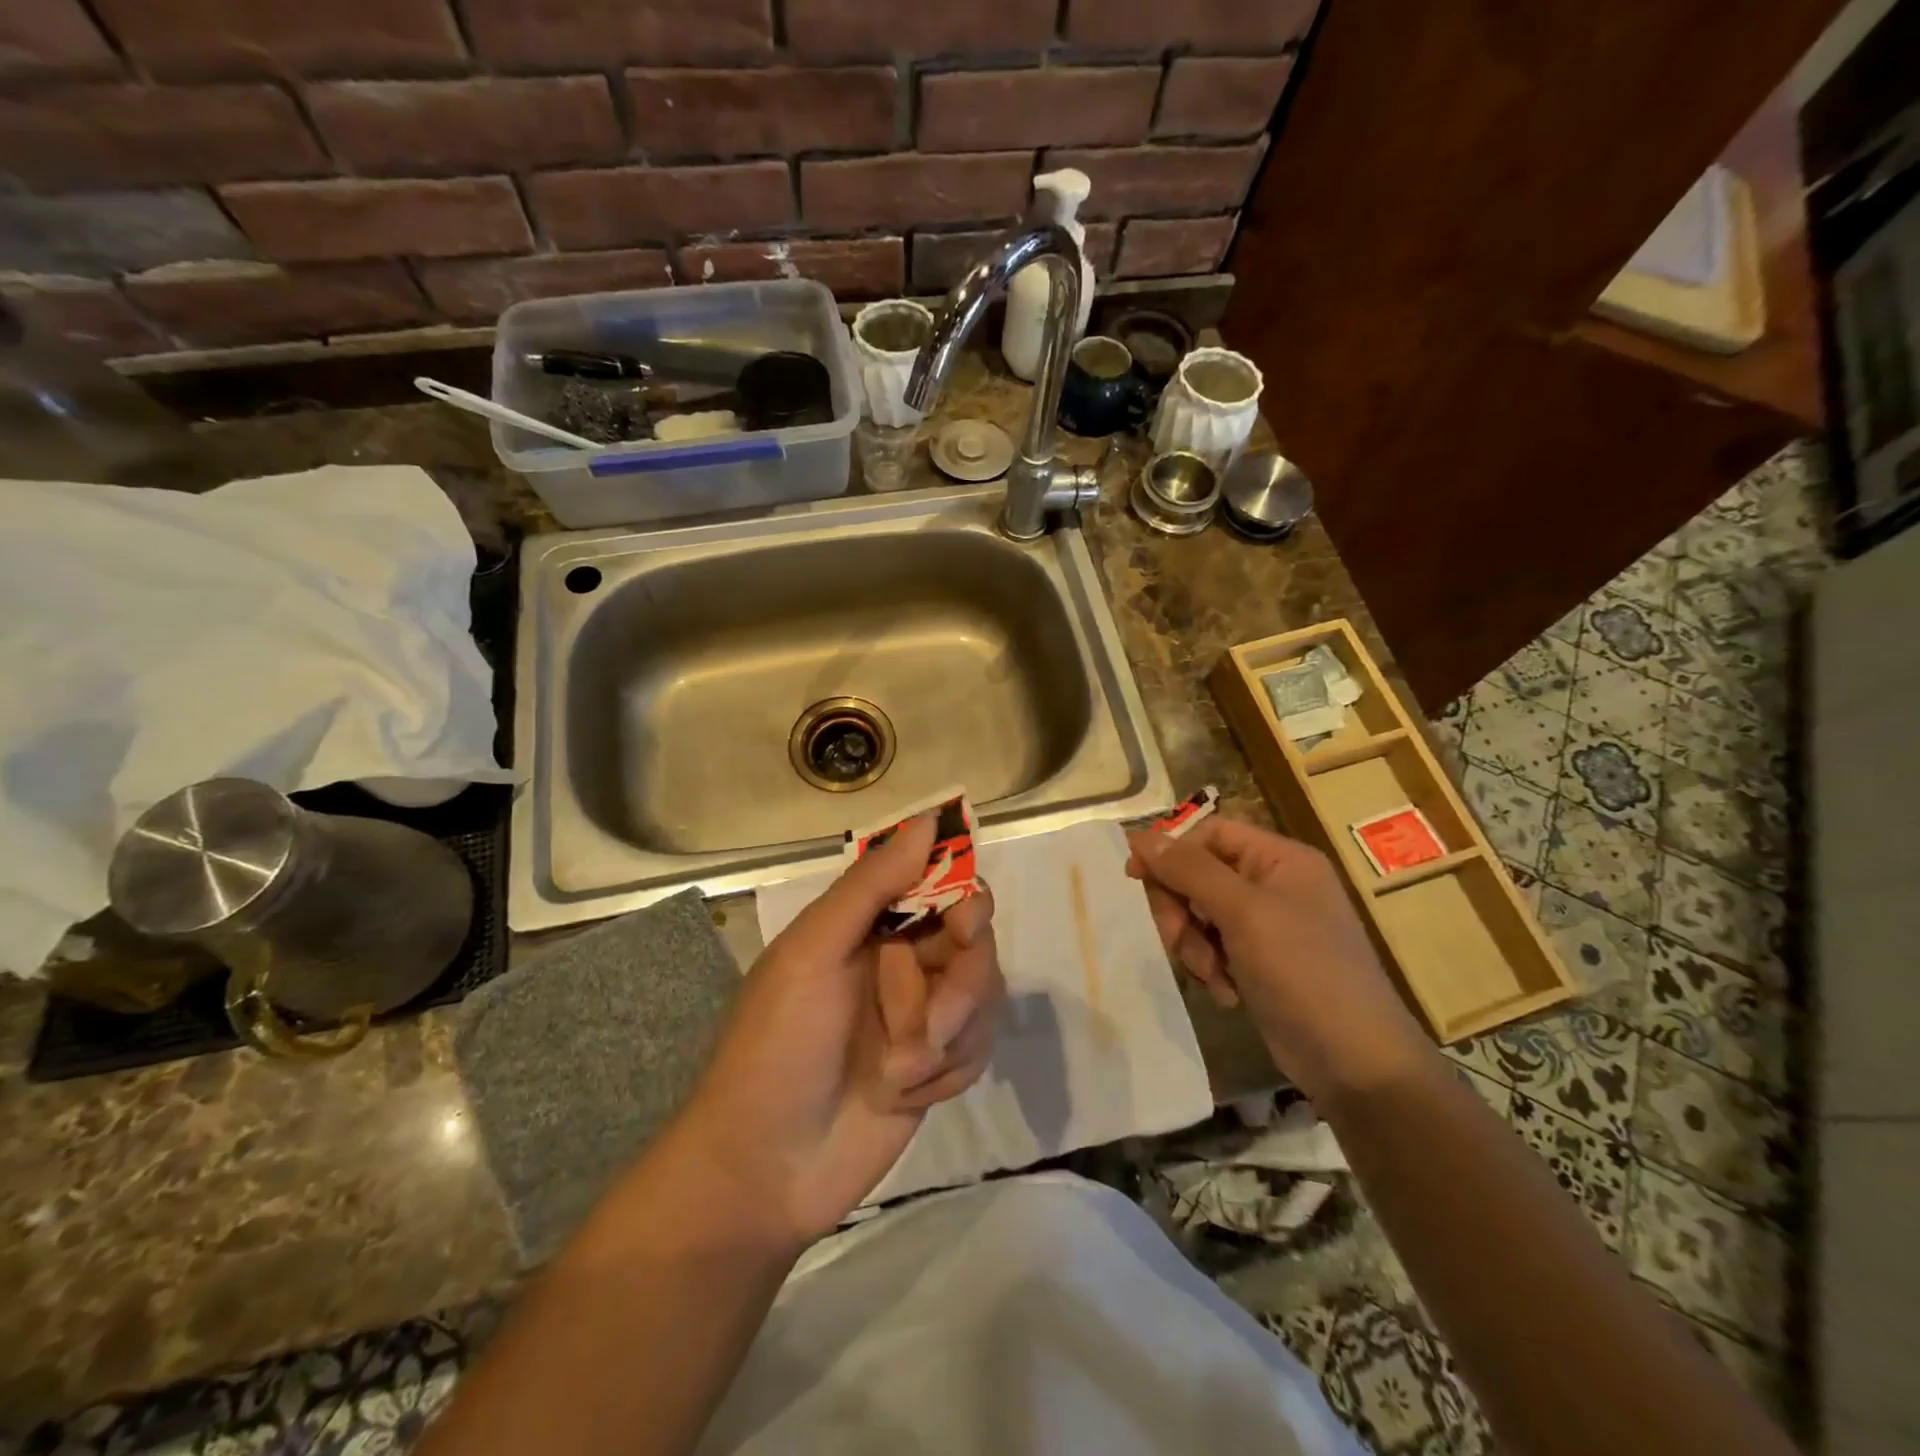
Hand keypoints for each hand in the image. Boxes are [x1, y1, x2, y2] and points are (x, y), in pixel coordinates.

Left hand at [675, 815, 1003, 1244]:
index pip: (940, 882)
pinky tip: (903, 1095)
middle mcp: (902, 957)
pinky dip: (947, 1072)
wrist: (765, 1170)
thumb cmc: (777, 1047)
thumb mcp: (812, 953)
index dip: (963, 895)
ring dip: (945, 1037)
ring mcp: (922, 1011)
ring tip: (897, 1074)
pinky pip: (978, 1046)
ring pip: (984, 993)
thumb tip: (930, 819)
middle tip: (931, 1026)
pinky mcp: (940, 1063)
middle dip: (959, 985)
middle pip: (975, 939)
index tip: (965, 923)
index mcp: (868, 922)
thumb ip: (871, 886)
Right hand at [1127, 817, 1432, 1104]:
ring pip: (1201, 914)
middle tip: (1175, 939)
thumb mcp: (1243, 913)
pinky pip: (1215, 947)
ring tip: (1212, 975)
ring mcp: (1269, 925)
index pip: (1210, 833)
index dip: (1171, 850)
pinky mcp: (1261, 962)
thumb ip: (1190, 870)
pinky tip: (1227, 993)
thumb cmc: (1303, 972)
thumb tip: (1142, 836)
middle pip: (1200, 875)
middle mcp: (1275, 884)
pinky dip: (1212, 967)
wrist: (1355, 1062)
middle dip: (1182, 909)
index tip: (1135, 877)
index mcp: (1281, 859)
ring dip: (1194, 944)